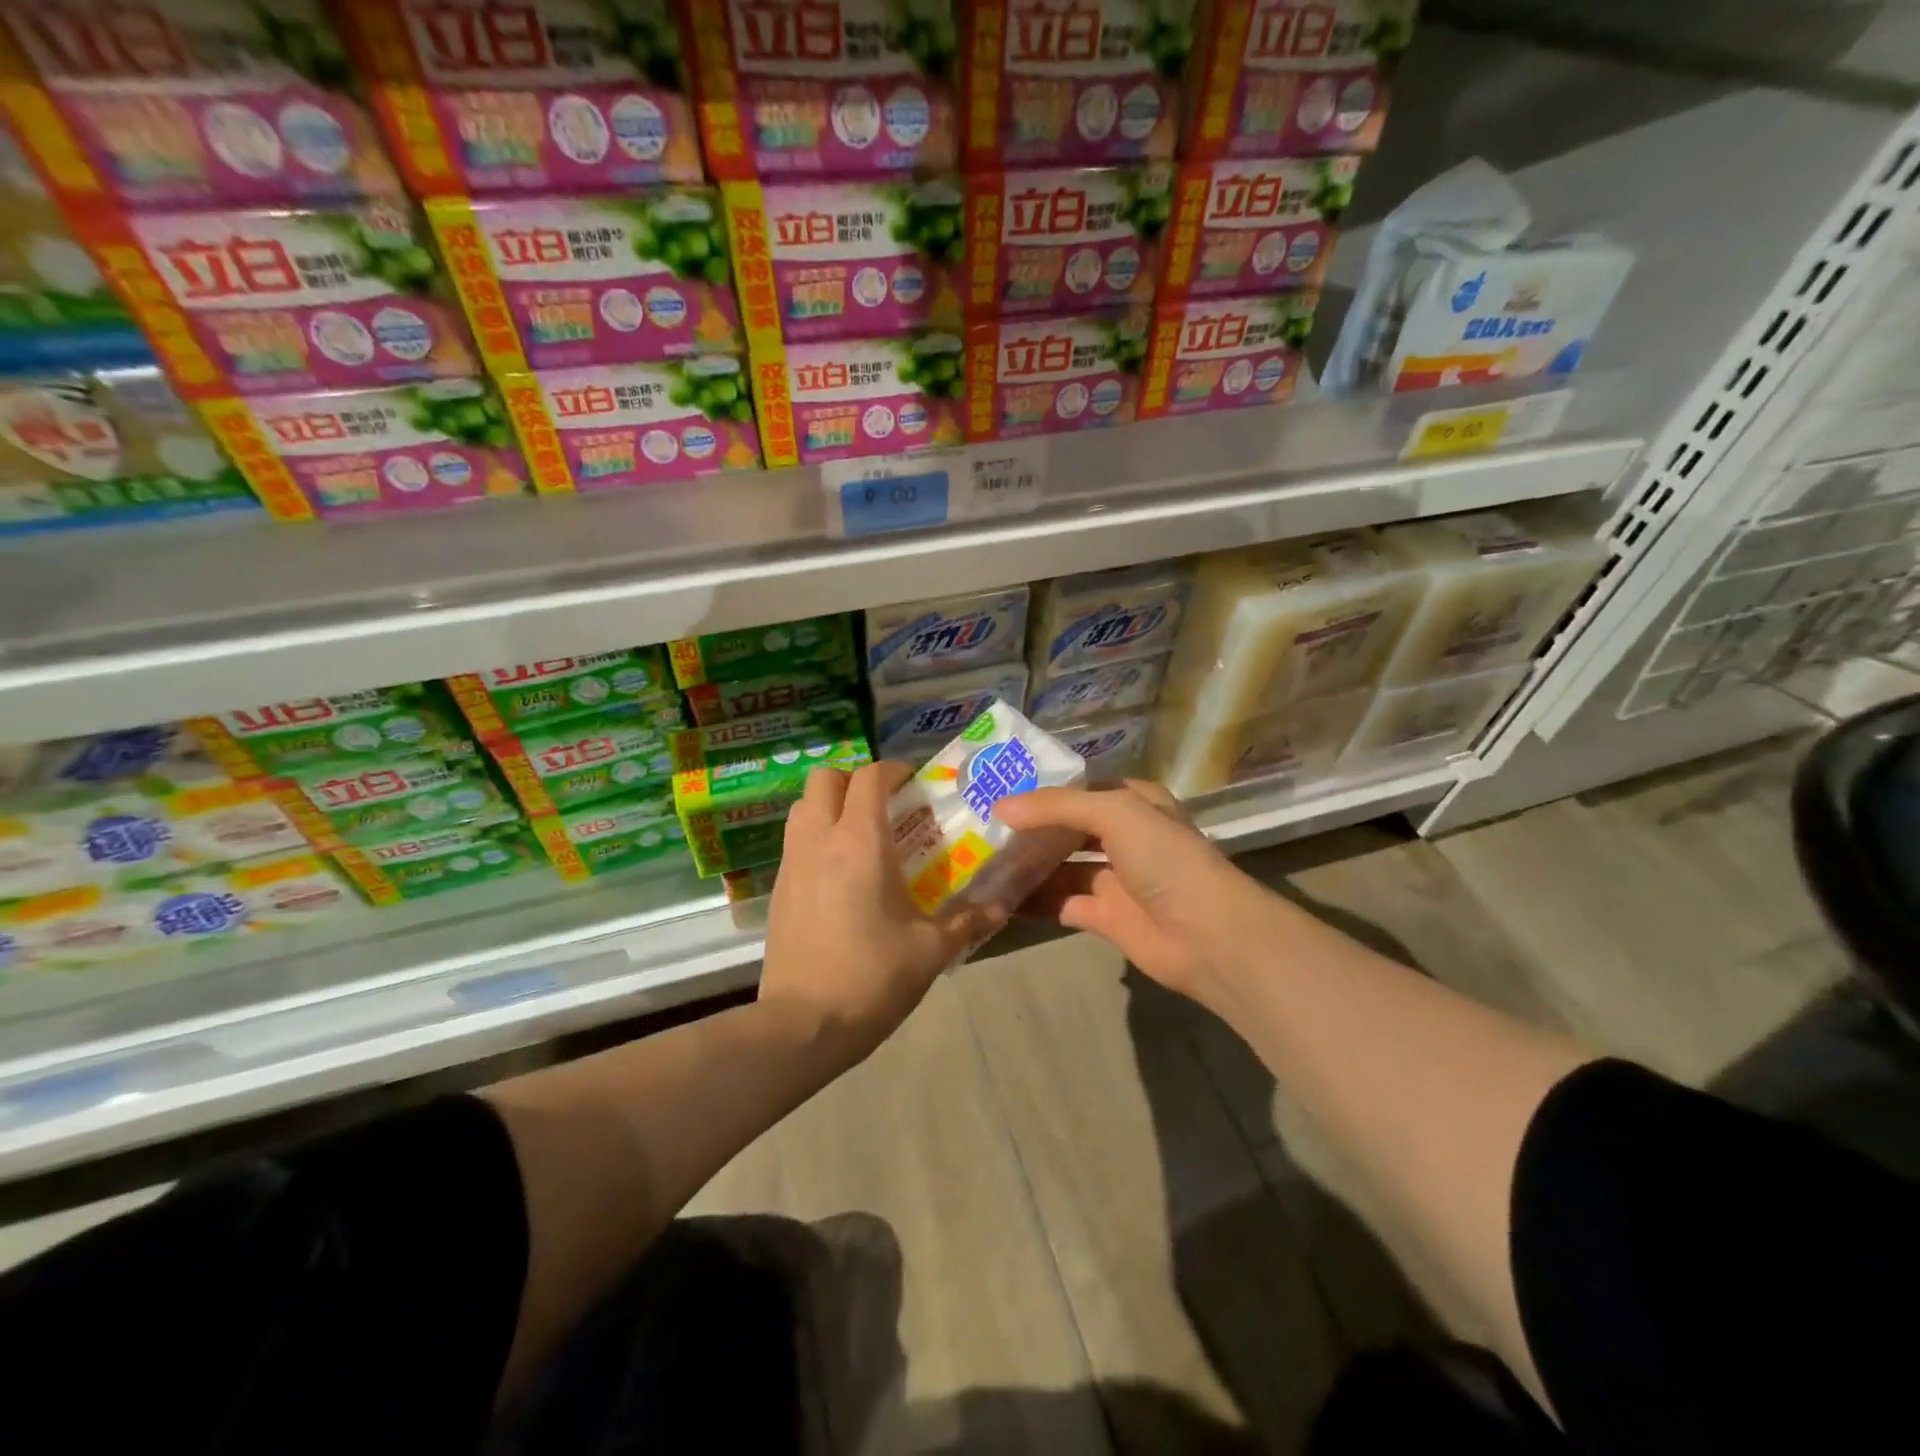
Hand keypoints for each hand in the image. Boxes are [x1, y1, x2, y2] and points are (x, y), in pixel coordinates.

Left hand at [760, 762, 1006, 1063]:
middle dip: (855, 780)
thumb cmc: (872, 977)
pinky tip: (840, 872)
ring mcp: (792, 862)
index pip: (870, 777)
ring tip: (862, 834)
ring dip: (831, 805)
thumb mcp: (931, 950)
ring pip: (803, 806)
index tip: (914, 784)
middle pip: (825, 778)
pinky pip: (796, 839)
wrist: (802, 1025)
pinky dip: (817, 836)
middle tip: (885, 806)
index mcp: (860, 842)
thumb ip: (968, 921)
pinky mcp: (778, 888)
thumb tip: (1001, 907)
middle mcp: (820, 839)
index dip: (893, 770)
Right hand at [993, 779, 1267, 1006]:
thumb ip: (1056, 806)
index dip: (1044, 790)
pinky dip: (1034, 901)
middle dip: (1029, 829)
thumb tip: (999, 806)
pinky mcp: (1106, 917)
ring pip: (1061, 866)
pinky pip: (1061, 902)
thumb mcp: (1115, 813)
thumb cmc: (1165, 859)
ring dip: (1027, 865)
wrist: (1208, 936)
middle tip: (981, 827)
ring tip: (981, 861)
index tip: (998, 789)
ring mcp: (1115, 878)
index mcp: (1134, 803)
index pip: (1081, 789)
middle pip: (1068, 828)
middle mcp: (1125, 837)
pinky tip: (998, 898)